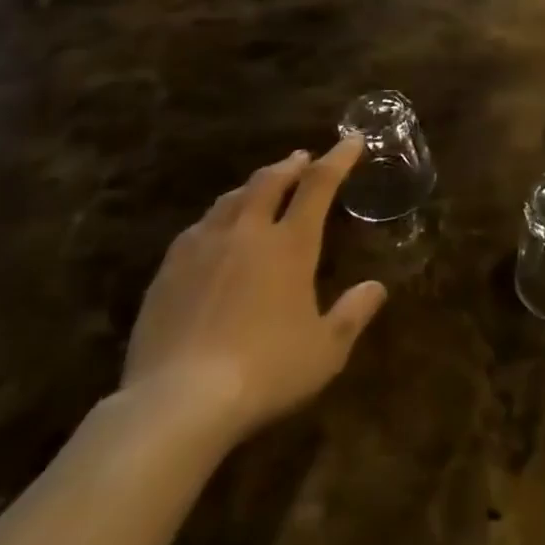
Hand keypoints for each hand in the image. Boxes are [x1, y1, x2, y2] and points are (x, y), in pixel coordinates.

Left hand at [121, 136, 386, 445]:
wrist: (176, 404)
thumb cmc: (265, 371)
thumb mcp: (326, 350)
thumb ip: (353, 313)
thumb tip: (376, 287)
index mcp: (291, 244)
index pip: (319, 184)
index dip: (338, 158)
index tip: (352, 140)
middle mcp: (248, 233)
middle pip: (269, 181)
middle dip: (290, 165)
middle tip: (302, 159)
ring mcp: (203, 249)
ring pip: (230, 200)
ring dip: (252, 186)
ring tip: (260, 187)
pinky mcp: (167, 273)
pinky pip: (197, 228)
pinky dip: (217, 217)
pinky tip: (213, 230)